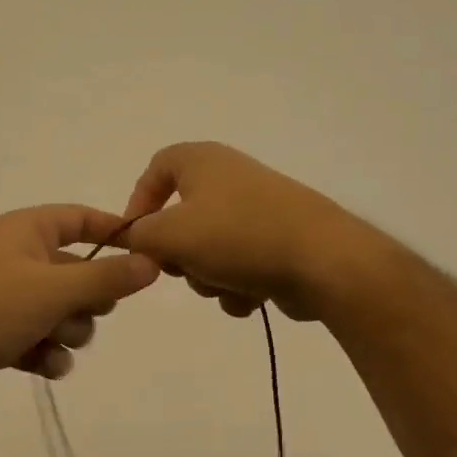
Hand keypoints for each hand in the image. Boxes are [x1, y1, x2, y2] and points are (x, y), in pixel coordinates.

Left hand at [0, 205, 160, 413]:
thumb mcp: (52, 289)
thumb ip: (106, 278)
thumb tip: (152, 262)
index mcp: (26, 232)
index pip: (79, 218)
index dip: (111, 232)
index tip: (144, 253)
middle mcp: (19, 260)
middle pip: (79, 272)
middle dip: (90, 298)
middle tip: (90, 310)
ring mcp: (10, 301)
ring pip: (65, 313)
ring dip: (70, 331)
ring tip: (53, 339)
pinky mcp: (2, 337)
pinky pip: (44, 342)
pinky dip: (49, 354)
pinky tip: (44, 365)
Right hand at [119, 142, 369, 321]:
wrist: (321, 260)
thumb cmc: (237, 236)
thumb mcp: (170, 235)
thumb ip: (138, 237)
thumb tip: (134, 240)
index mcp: (203, 161)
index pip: (156, 168)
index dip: (138, 202)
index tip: (134, 239)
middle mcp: (230, 178)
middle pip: (180, 218)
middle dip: (178, 253)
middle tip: (181, 269)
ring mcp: (257, 211)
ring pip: (208, 250)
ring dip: (207, 277)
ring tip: (225, 284)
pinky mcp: (278, 243)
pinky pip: (239, 266)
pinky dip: (238, 285)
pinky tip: (252, 295)